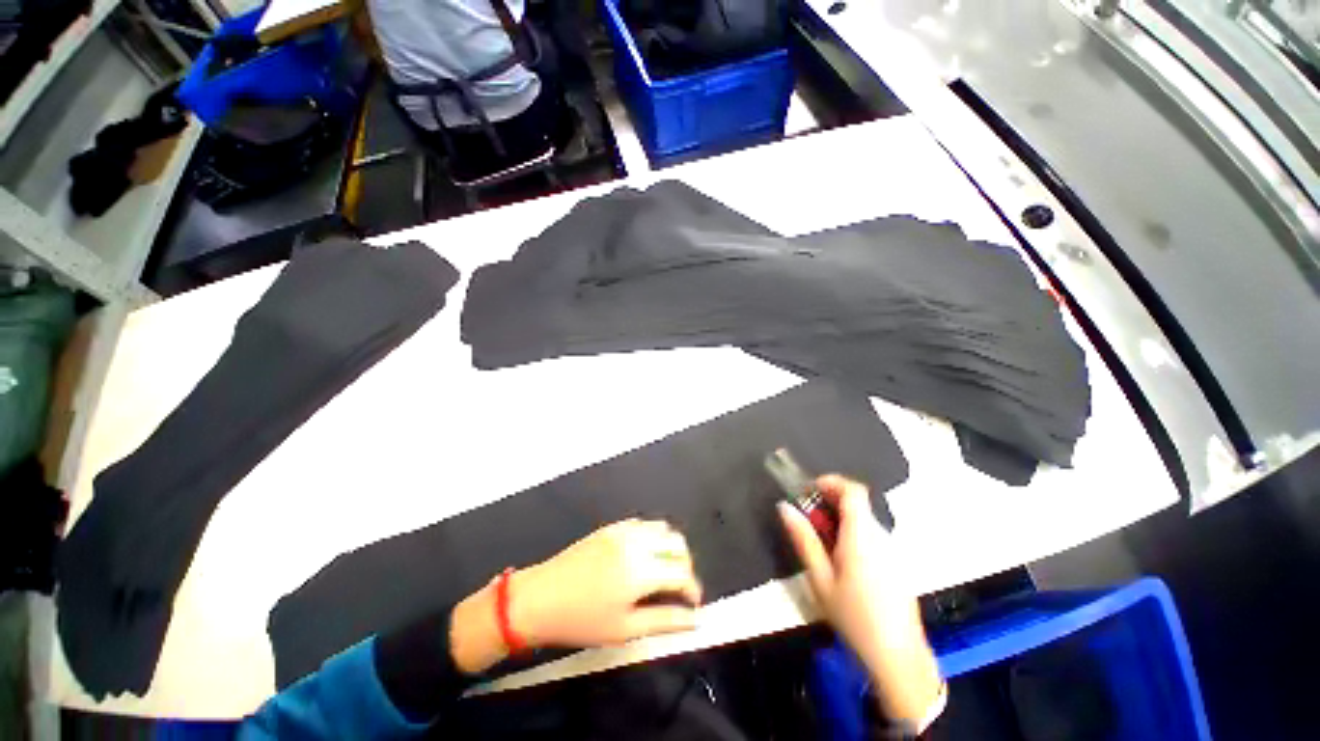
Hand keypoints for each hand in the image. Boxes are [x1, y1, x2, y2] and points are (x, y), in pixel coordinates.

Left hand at [450, 519, 701, 673]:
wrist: (540, 598)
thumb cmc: (581, 621)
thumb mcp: (624, 629)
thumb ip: (664, 621)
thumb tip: (694, 620)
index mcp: (641, 570)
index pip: (682, 573)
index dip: (693, 590)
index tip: (693, 605)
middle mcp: (637, 543)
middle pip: (678, 543)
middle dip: (686, 565)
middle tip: (680, 588)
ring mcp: (624, 530)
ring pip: (663, 528)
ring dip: (671, 548)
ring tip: (664, 571)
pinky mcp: (612, 526)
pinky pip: (643, 524)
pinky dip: (653, 537)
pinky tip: (644, 555)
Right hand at [779, 475, 942, 723]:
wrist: (898, 657)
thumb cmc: (854, 616)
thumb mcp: (820, 579)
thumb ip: (803, 539)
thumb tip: (784, 507)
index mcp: (862, 535)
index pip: (853, 489)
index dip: (831, 482)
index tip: (808, 490)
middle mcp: (881, 535)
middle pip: (857, 503)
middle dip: (829, 502)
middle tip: (807, 519)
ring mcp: (892, 550)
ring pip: (864, 520)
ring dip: (840, 520)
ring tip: (820, 542)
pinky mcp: (897, 563)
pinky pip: (872, 536)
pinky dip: (853, 534)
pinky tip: (841, 561)